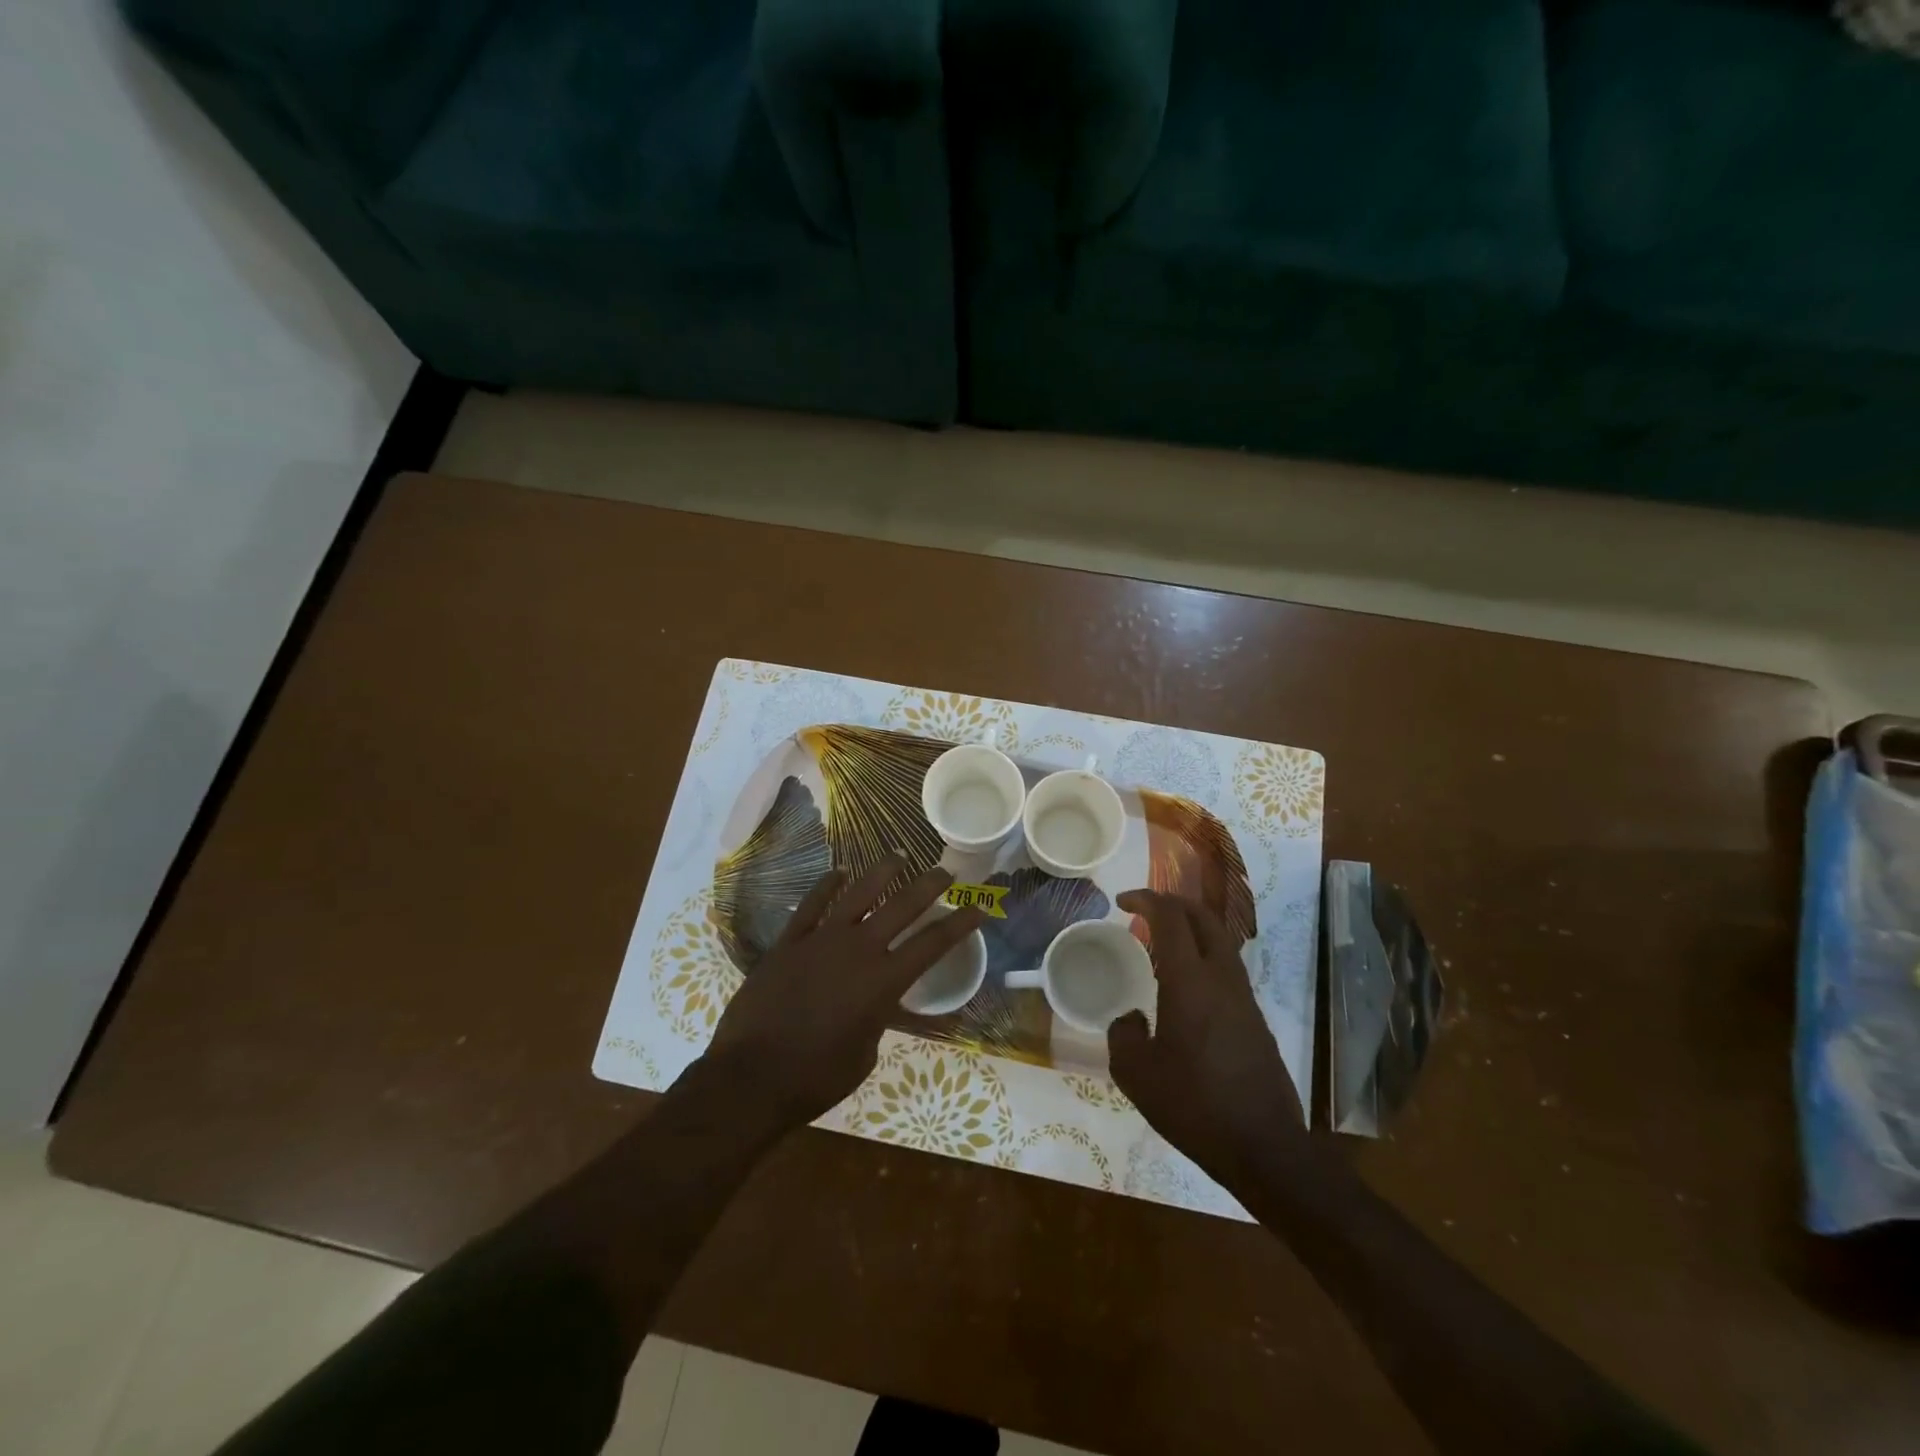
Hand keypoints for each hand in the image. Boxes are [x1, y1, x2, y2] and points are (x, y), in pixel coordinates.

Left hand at [705, 857, 982, 1130]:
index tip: (978, 907)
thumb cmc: (816, 1077)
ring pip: (858, 893)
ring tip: (899, 855)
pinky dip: (826, 885)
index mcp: (883, 982)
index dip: (960, 923)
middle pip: (902, 906)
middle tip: (945, 872)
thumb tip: (874, 1006)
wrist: (751, 1077)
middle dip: (928, 886)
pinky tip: (838, 872)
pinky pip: (812, 905)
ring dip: (882, 872)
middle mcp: (858, 950)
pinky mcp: (788, 942)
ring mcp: (820, 940)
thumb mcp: (865, 1055)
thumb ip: (876, 1020)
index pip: (932, 944)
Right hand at [1109, 889, 1305, 1186]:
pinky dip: (1203, 955)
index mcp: (1190, 982)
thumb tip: (1131, 1018)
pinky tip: (1185, 985)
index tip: (1122, 901)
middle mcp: (1222, 978)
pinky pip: (1227, 967)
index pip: (1170, 917)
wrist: (1264, 1148)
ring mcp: (1244, 998)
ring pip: (1221, 941)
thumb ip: (1123, 1035)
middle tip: (1144, 910)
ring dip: (1191, 928)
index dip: (1146, 899)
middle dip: (1172, 903)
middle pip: (1203, 918)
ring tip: (1161, 943)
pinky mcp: (1255, 1019)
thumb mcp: (1136, 1074)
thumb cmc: (1194, 1106)